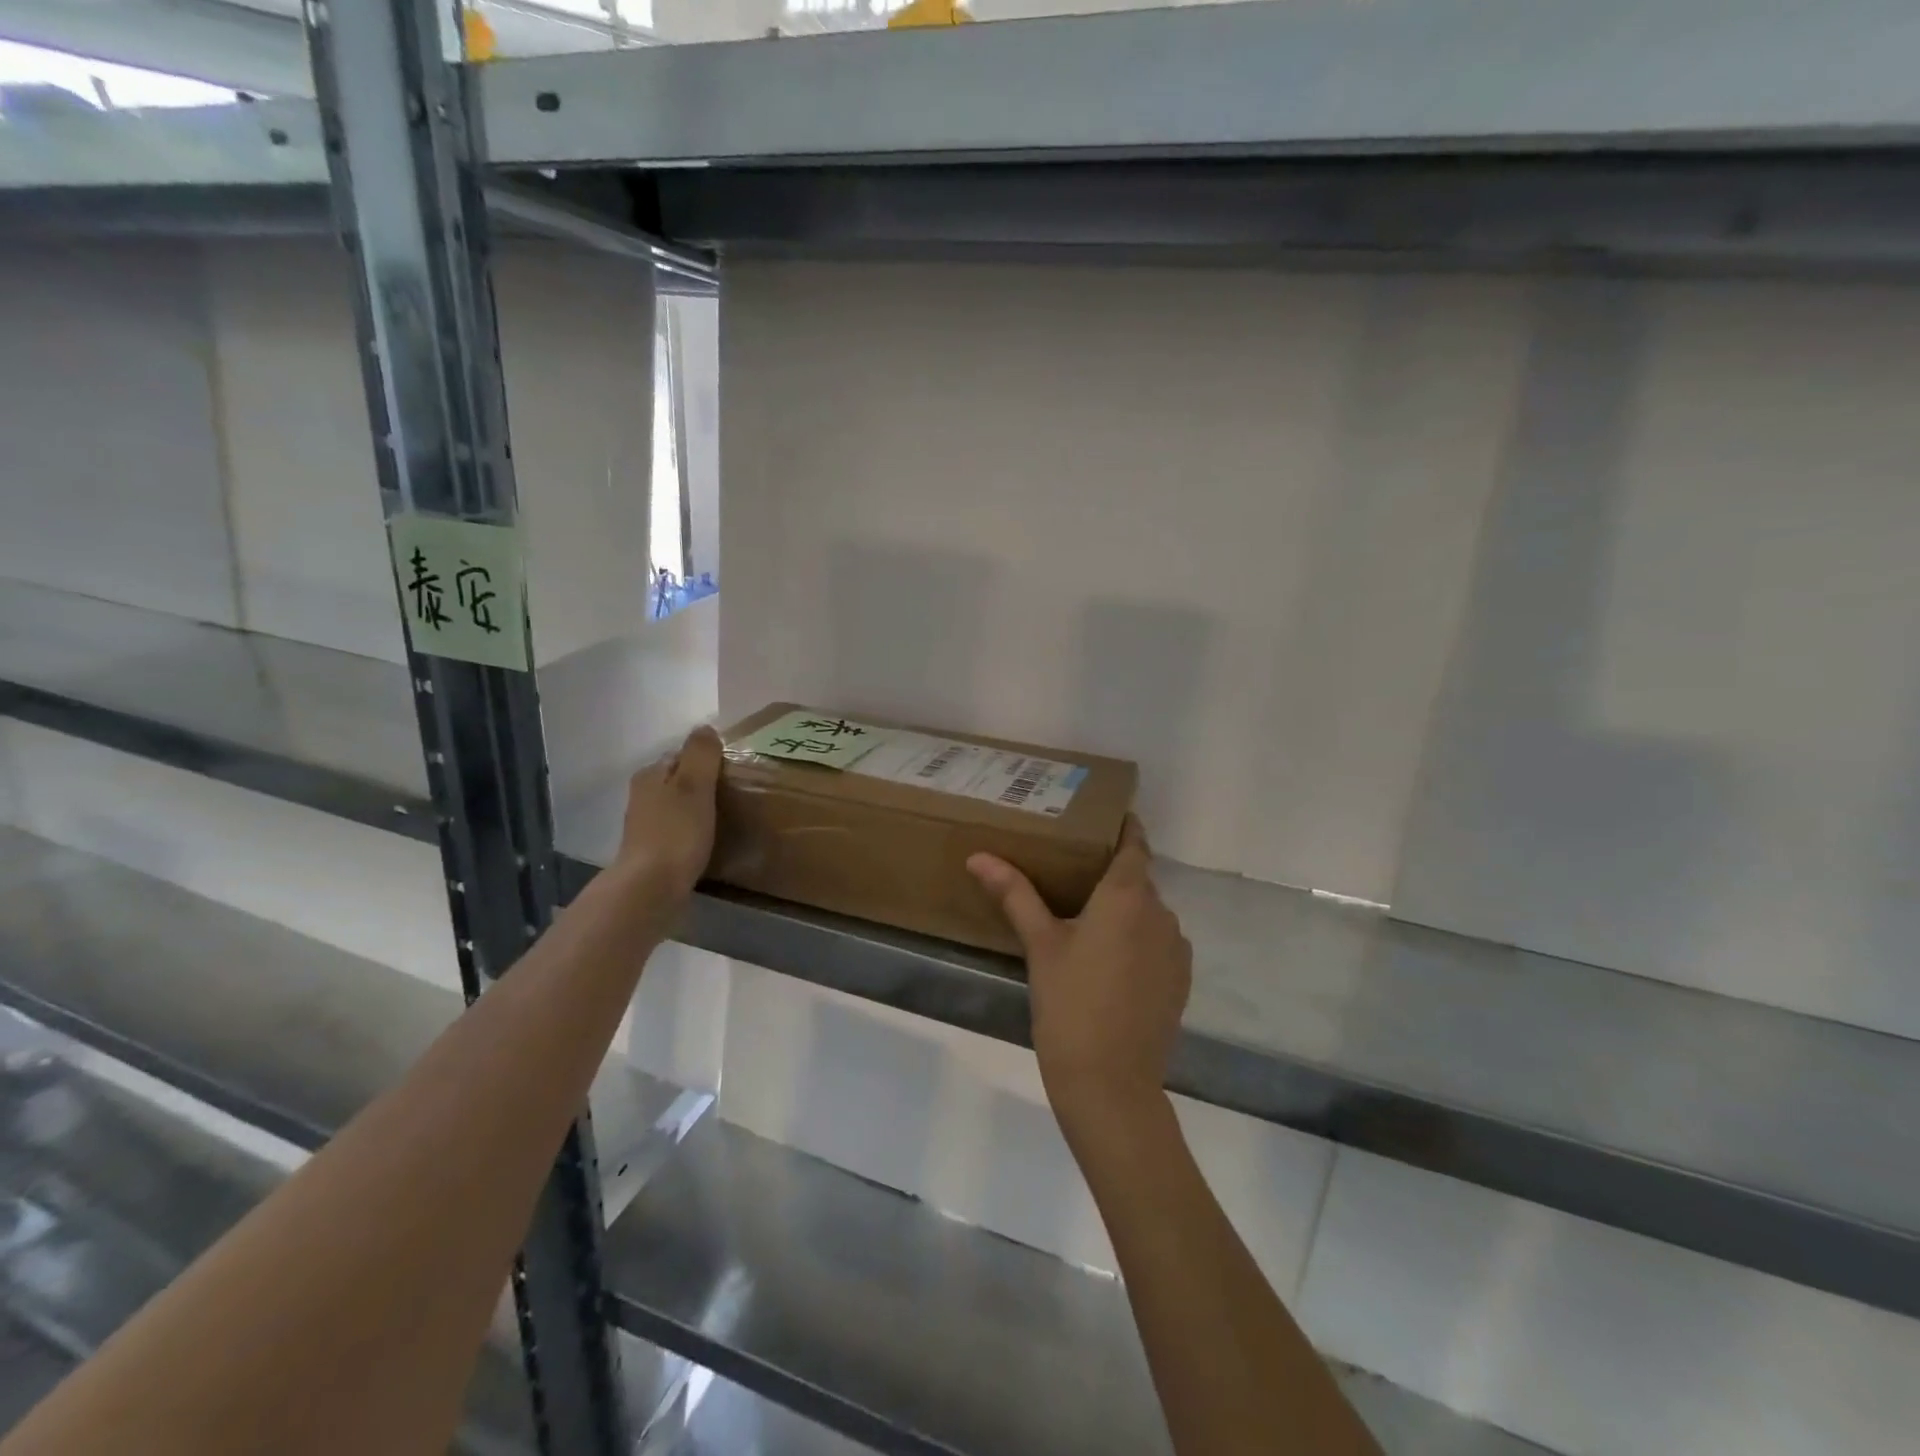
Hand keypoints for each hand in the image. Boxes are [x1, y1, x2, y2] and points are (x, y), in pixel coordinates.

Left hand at [615, 725, 722, 900]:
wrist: (651, 888)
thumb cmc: (676, 832)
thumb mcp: (694, 786)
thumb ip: (701, 755)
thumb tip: (705, 727)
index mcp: (651, 775)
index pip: (682, 755)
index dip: (707, 760)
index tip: (732, 771)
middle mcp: (642, 796)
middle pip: (678, 781)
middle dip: (702, 784)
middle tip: (735, 794)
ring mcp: (645, 826)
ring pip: (677, 806)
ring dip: (697, 809)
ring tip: (726, 818)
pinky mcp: (652, 852)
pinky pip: (678, 831)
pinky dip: (692, 832)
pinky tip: (708, 841)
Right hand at [967, 815, 1190, 1121]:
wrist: (1111, 1085)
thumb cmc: (1070, 1004)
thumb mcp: (1039, 945)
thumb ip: (1014, 894)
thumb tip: (979, 856)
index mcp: (1128, 896)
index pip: (1135, 844)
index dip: (1124, 827)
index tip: (1104, 816)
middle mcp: (1161, 914)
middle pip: (1138, 879)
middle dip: (1110, 874)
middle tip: (1071, 874)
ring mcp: (1176, 949)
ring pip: (1148, 914)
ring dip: (1124, 911)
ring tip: (1086, 921)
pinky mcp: (1180, 981)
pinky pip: (1158, 943)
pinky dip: (1137, 940)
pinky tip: (1108, 962)